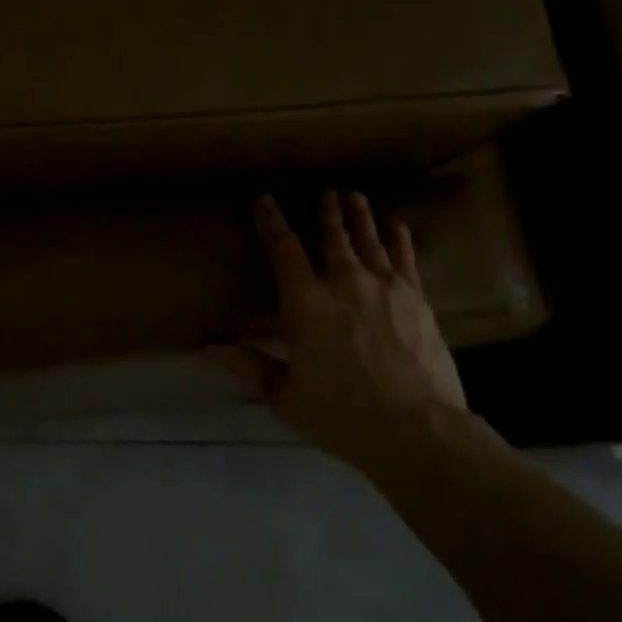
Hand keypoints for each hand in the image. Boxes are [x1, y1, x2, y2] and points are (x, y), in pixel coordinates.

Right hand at [228, 190, 469, 462]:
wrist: (416, 429)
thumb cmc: (340, 415)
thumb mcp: (284, 396)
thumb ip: (249, 365)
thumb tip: (204, 349)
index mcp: (304, 303)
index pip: (282, 250)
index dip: (271, 222)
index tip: (264, 199)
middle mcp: (343, 283)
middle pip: (331, 236)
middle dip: (325, 212)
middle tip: (324, 192)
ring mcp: (384, 287)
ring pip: (368, 240)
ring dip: (359, 216)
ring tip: (354, 196)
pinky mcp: (416, 299)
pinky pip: (405, 258)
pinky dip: (399, 239)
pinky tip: (397, 225)